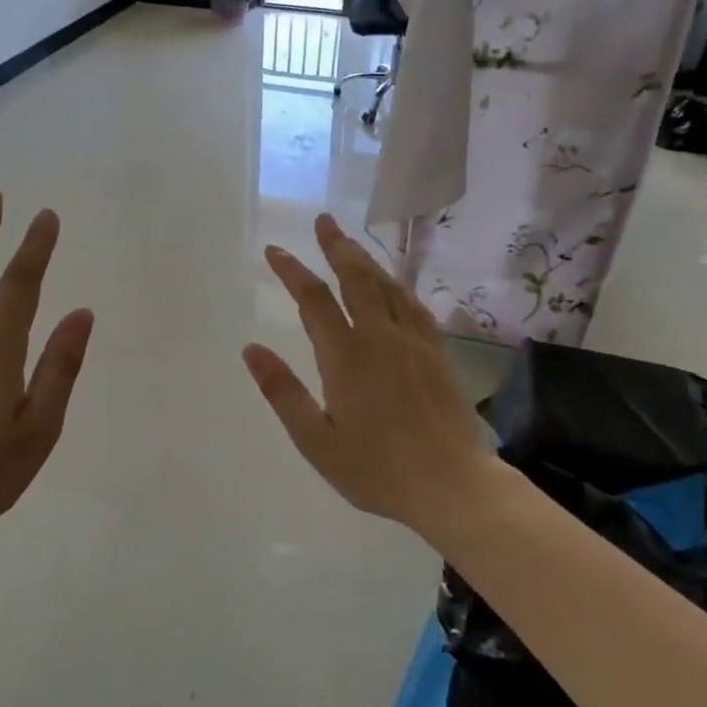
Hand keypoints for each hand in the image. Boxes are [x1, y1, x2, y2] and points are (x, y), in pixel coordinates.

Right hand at [243, 215, 499, 530]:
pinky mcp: (438, 354)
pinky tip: (394, 285)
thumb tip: (251, 350)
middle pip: (356, 278)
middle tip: (323, 220)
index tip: (275, 250)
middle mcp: (381, 338)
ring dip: (366, 260)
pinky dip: (398, 286)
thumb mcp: (317, 441)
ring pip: (388, 287)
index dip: (292, 271)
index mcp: (346, 357)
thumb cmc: (378, 470)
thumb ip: (283, 392)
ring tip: (350, 243)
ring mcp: (415, 343)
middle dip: (336, 246)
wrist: (454, 486)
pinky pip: (414, 306)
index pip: (314, 300)